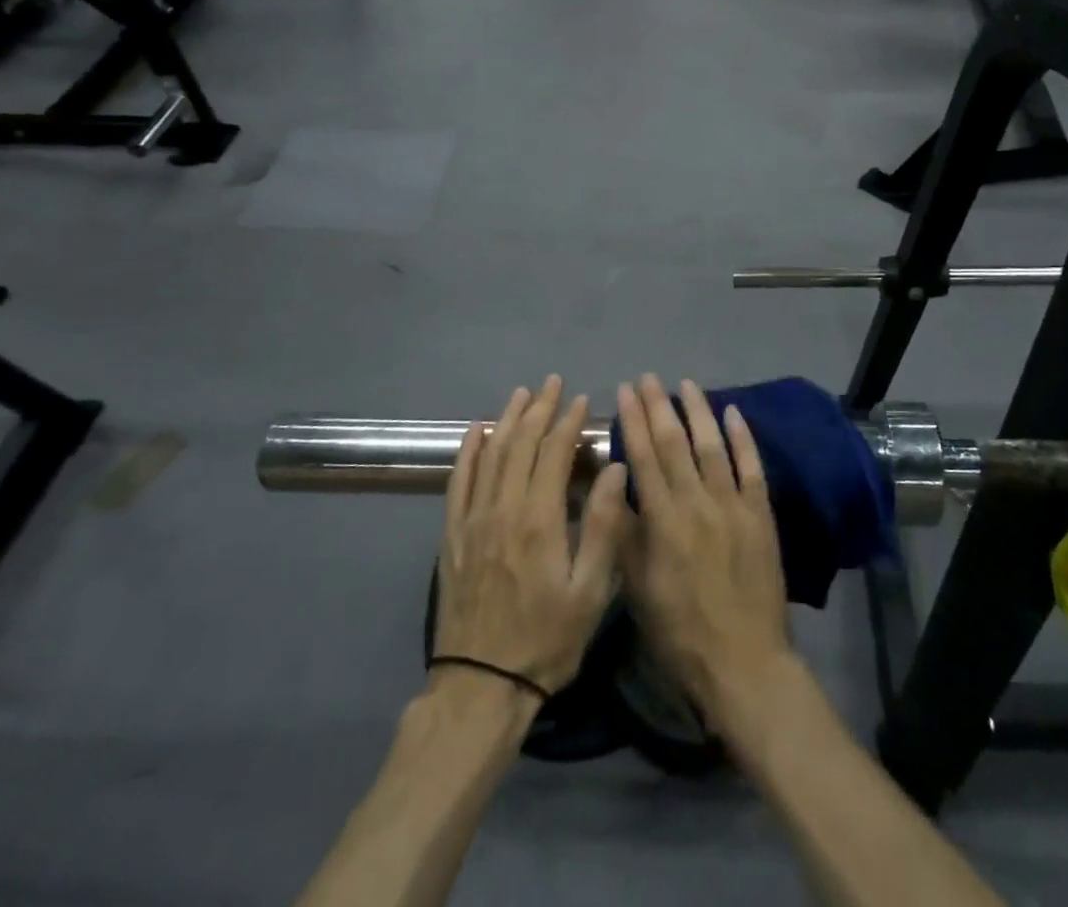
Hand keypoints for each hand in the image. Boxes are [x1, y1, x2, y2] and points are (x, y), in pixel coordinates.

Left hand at [431, 377, 629, 696]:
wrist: (480, 686)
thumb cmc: (546, 640)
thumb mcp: (591, 591)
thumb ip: (603, 526)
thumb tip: (614, 468)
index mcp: (540, 519)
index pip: (553, 453)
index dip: (568, 421)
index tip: (580, 399)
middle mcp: (503, 508)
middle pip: (520, 443)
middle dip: (539, 408)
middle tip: (552, 382)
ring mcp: (473, 520)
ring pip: (490, 454)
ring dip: (507, 420)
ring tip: (521, 393)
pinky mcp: (453, 536)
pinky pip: (458, 482)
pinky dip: (468, 451)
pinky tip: (476, 431)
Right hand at [615, 375, 793, 736]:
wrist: (744, 662)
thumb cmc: (680, 630)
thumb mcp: (637, 587)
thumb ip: (624, 533)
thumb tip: (611, 484)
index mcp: (664, 521)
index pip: (645, 457)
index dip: (633, 421)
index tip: (624, 391)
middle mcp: (698, 503)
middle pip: (676, 443)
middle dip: (659, 406)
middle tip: (648, 377)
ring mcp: (733, 506)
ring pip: (712, 446)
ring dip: (698, 411)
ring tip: (685, 384)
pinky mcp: (761, 514)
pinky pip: (751, 467)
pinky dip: (743, 437)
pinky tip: (733, 413)